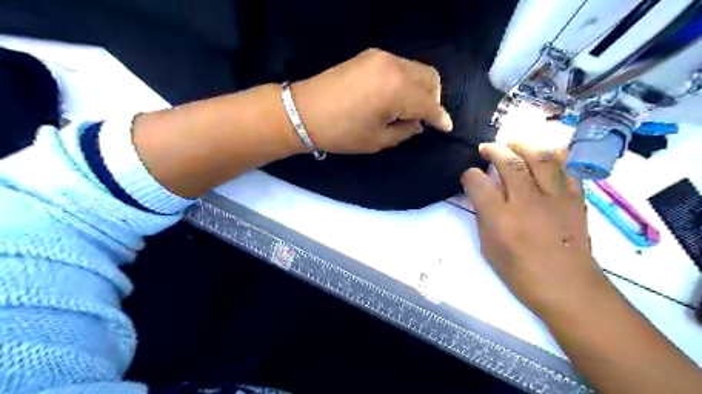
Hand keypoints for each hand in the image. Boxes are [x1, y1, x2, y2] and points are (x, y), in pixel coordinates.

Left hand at [288, 48, 452, 152]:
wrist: (304, 111)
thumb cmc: (342, 133)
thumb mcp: (378, 140)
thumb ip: (405, 131)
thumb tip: (419, 123)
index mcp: (398, 91)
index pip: (430, 104)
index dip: (440, 118)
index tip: (447, 127)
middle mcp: (395, 67)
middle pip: (430, 79)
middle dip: (434, 99)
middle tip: (425, 118)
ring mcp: (381, 57)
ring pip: (417, 69)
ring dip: (422, 88)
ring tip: (410, 109)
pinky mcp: (370, 55)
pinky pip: (401, 66)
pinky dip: (407, 80)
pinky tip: (396, 96)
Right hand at [461, 143, 608, 318]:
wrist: (568, 287)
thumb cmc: (521, 273)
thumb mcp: (489, 248)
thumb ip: (484, 217)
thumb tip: (480, 196)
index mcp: (500, 218)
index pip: (478, 182)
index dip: (469, 174)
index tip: (469, 176)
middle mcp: (526, 202)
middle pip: (508, 162)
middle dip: (494, 150)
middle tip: (487, 149)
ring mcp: (554, 198)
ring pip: (539, 157)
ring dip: (522, 145)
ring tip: (512, 144)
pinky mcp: (575, 198)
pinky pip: (565, 168)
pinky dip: (552, 158)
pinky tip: (542, 158)